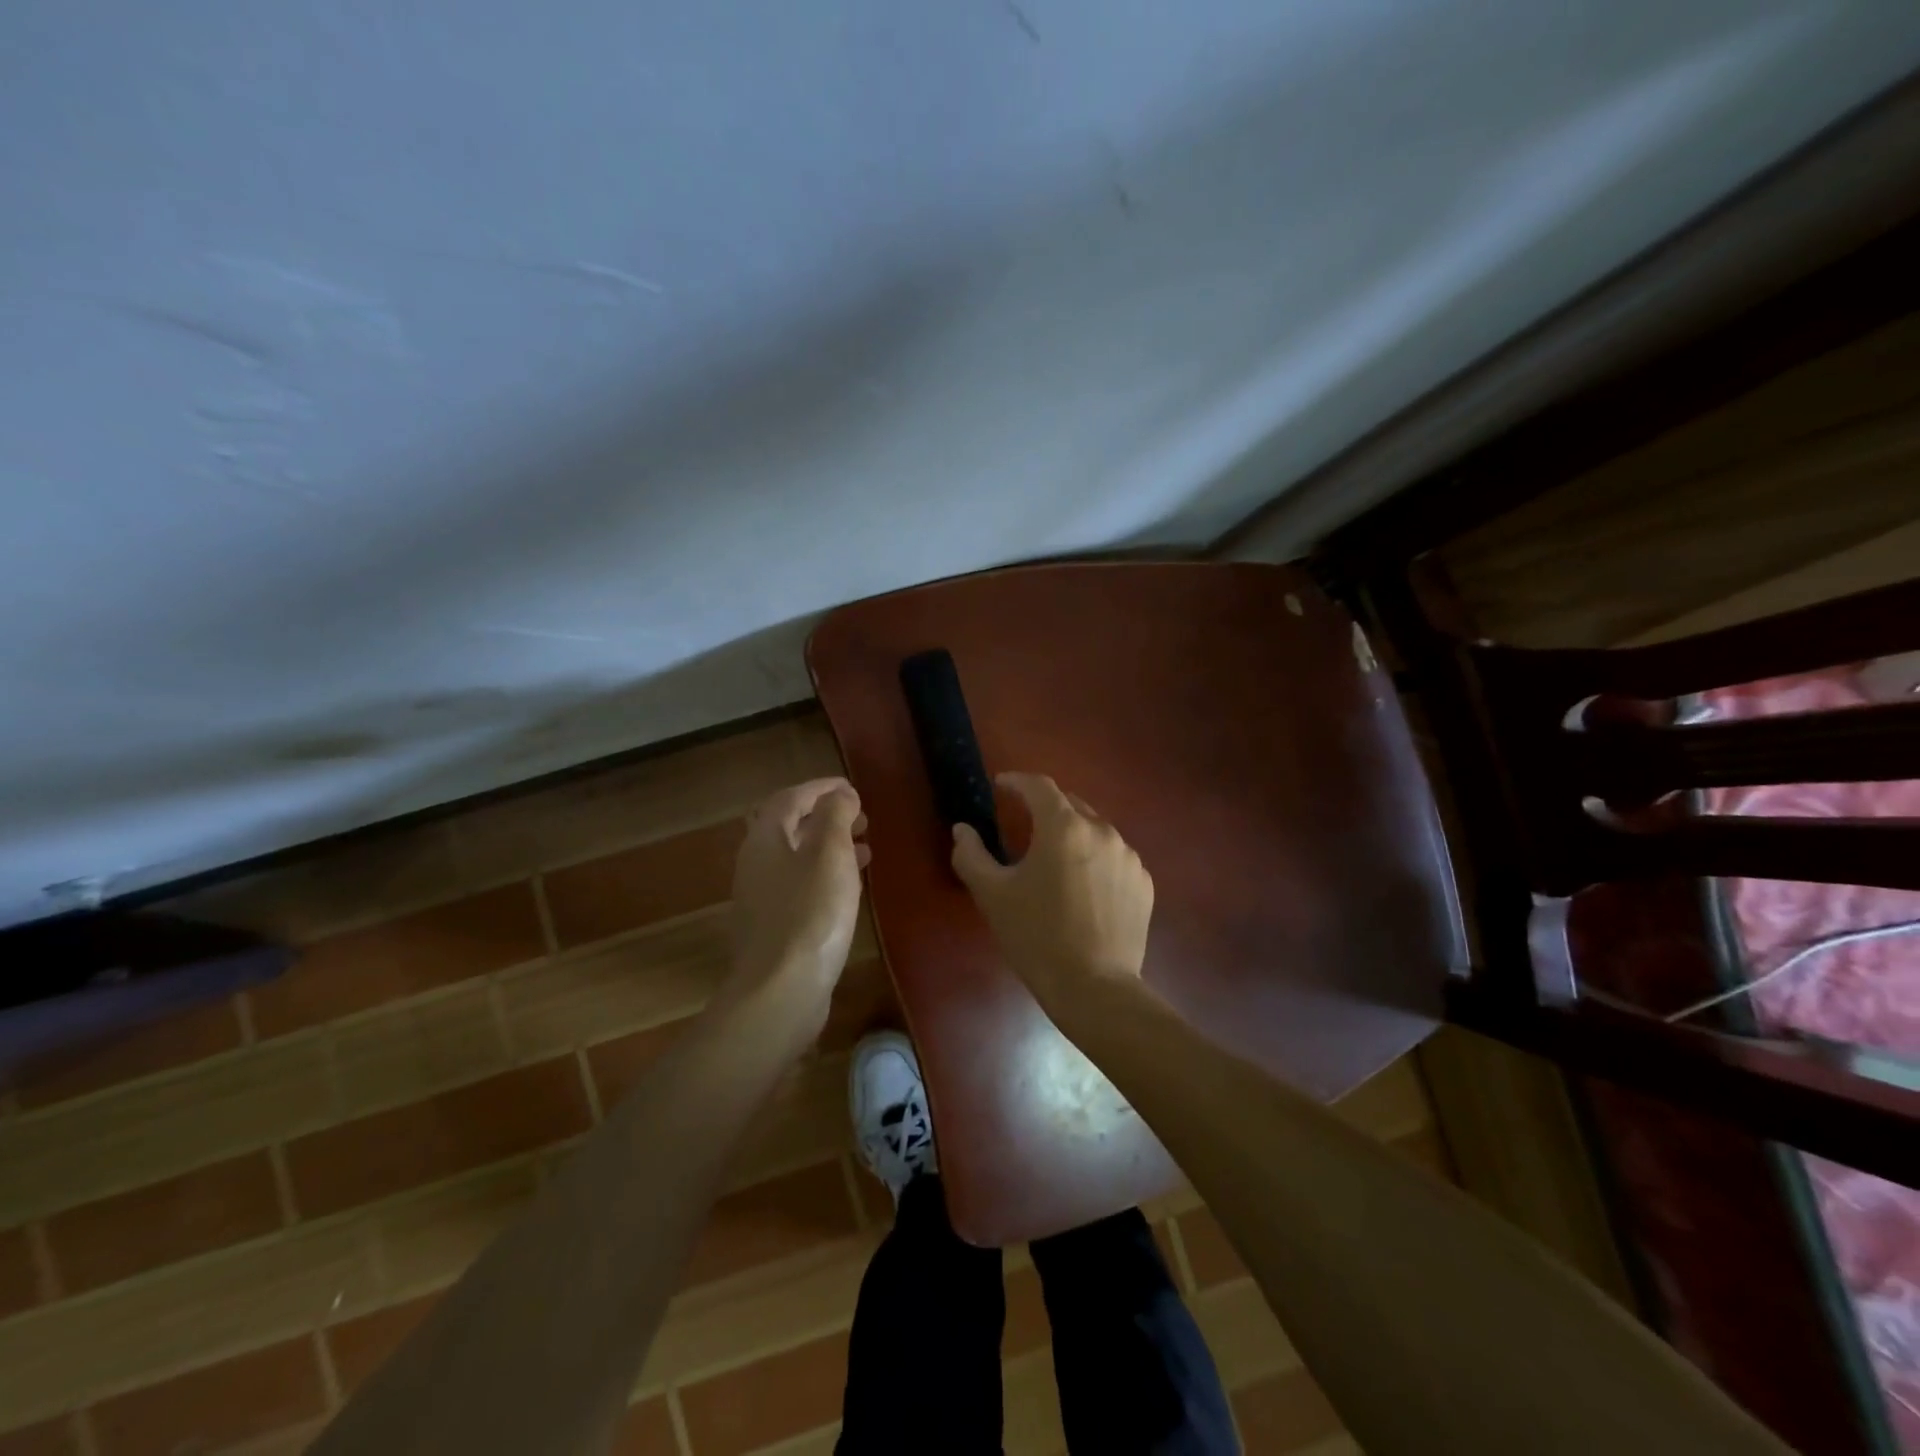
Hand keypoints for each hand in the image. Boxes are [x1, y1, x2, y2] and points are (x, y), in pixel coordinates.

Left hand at [728, 778, 868, 1023]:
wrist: (781, 990)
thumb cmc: (811, 912)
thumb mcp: (830, 853)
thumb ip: (835, 816)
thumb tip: (840, 794)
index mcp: (764, 840)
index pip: (789, 798)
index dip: (820, 788)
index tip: (852, 788)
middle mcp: (756, 864)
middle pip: (788, 827)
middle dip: (824, 817)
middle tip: (861, 818)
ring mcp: (762, 899)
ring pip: (796, 858)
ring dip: (828, 846)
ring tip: (864, 848)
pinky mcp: (774, 927)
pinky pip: (801, 885)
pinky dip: (825, 875)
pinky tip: (849, 888)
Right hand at [950, 772, 1152, 1007]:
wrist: (1095, 989)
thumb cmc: (1037, 936)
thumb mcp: (992, 895)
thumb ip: (971, 854)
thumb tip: (962, 830)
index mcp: (1064, 827)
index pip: (1039, 786)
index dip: (1017, 781)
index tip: (1001, 785)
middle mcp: (1102, 831)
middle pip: (1070, 805)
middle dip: (1045, 808)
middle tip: (1024, 824)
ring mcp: (1129, 857)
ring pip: (1095, 831)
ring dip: (1073, 836)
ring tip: (1055, 862)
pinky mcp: (1144, 884)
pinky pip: (1115, 859)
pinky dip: (1096, 861)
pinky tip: (1084, 889)